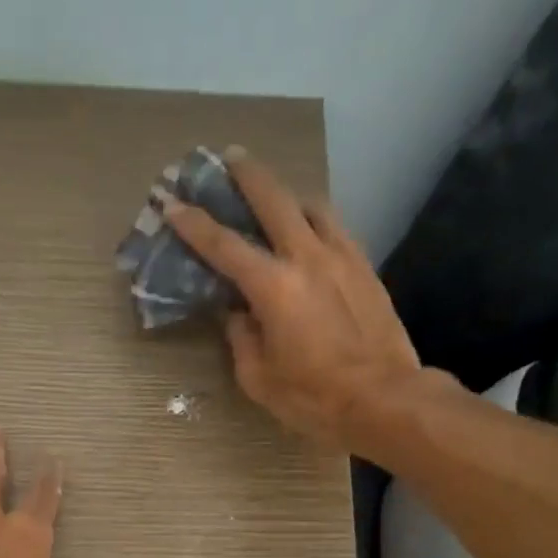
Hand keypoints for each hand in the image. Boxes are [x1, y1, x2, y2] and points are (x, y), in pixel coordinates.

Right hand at [163, 149, 423, 451]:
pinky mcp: (365, 268)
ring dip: (287, 194)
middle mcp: (307, 258)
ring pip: (311, 206)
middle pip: (274, 200)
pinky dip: (315, 221)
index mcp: (273, 287)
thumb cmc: (313, 397)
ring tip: (274, 197)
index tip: (174, 205)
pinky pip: (335, 229)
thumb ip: (241, 338)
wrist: (384, 399)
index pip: (224, 247)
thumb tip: (237, 314)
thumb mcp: (259, 378)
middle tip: (229, 157)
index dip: (195, 225)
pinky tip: (309, 232)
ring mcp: (342, 258)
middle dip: (247, 175)